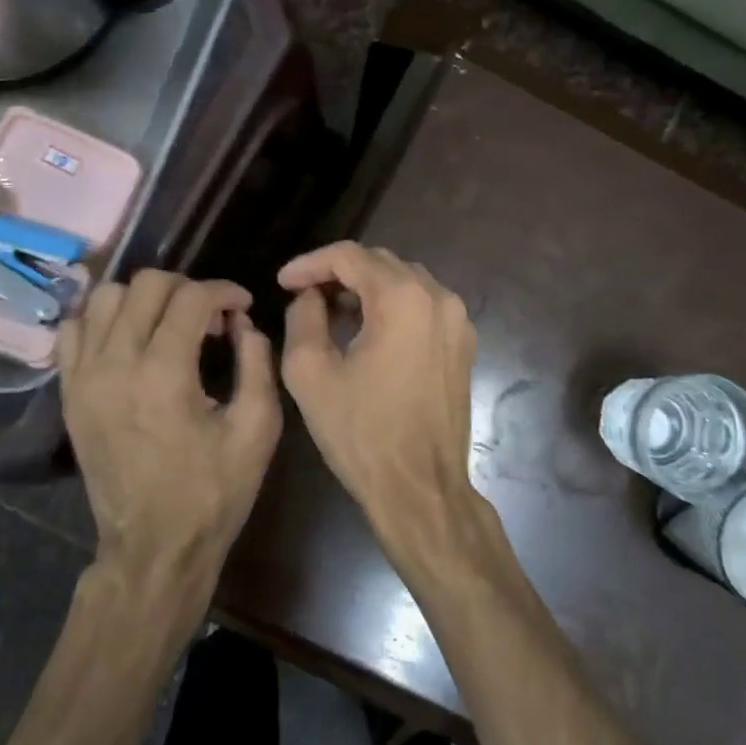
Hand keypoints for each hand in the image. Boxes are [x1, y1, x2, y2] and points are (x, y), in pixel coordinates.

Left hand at [59, 270, 281, 606]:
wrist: (154, 546)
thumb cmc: (213, 492)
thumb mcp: (257, 429)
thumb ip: (256, 361)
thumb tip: (242, 323)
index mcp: (164, 374)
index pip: (192, 297)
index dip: (225, 291)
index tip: (242, 307)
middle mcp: (115, 364)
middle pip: (146, 285)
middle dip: (187, 287)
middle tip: (210, 316)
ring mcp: (84, 377)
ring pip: (104, 297)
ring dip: (143, 299)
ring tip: (169, 324)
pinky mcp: (69, 392)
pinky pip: (75, 329)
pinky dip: (103, 319)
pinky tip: (130, 339)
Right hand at [279, 243, 500, 581]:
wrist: (420, 488)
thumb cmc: (361, 433)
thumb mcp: (311, 373)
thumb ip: (303, 318)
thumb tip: (309, 296)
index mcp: (403, 299)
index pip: (350, 256)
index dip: (310, 263)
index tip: (282, 282)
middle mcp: (439, 298)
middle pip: (381, 263)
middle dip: (339, 273)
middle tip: (304, 295)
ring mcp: (458, 321)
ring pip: (405, 282)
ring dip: (366, 288)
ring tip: (332, 312)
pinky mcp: (464, 345)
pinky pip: (423, 307)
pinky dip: (392, 307)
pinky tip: (368, 332)